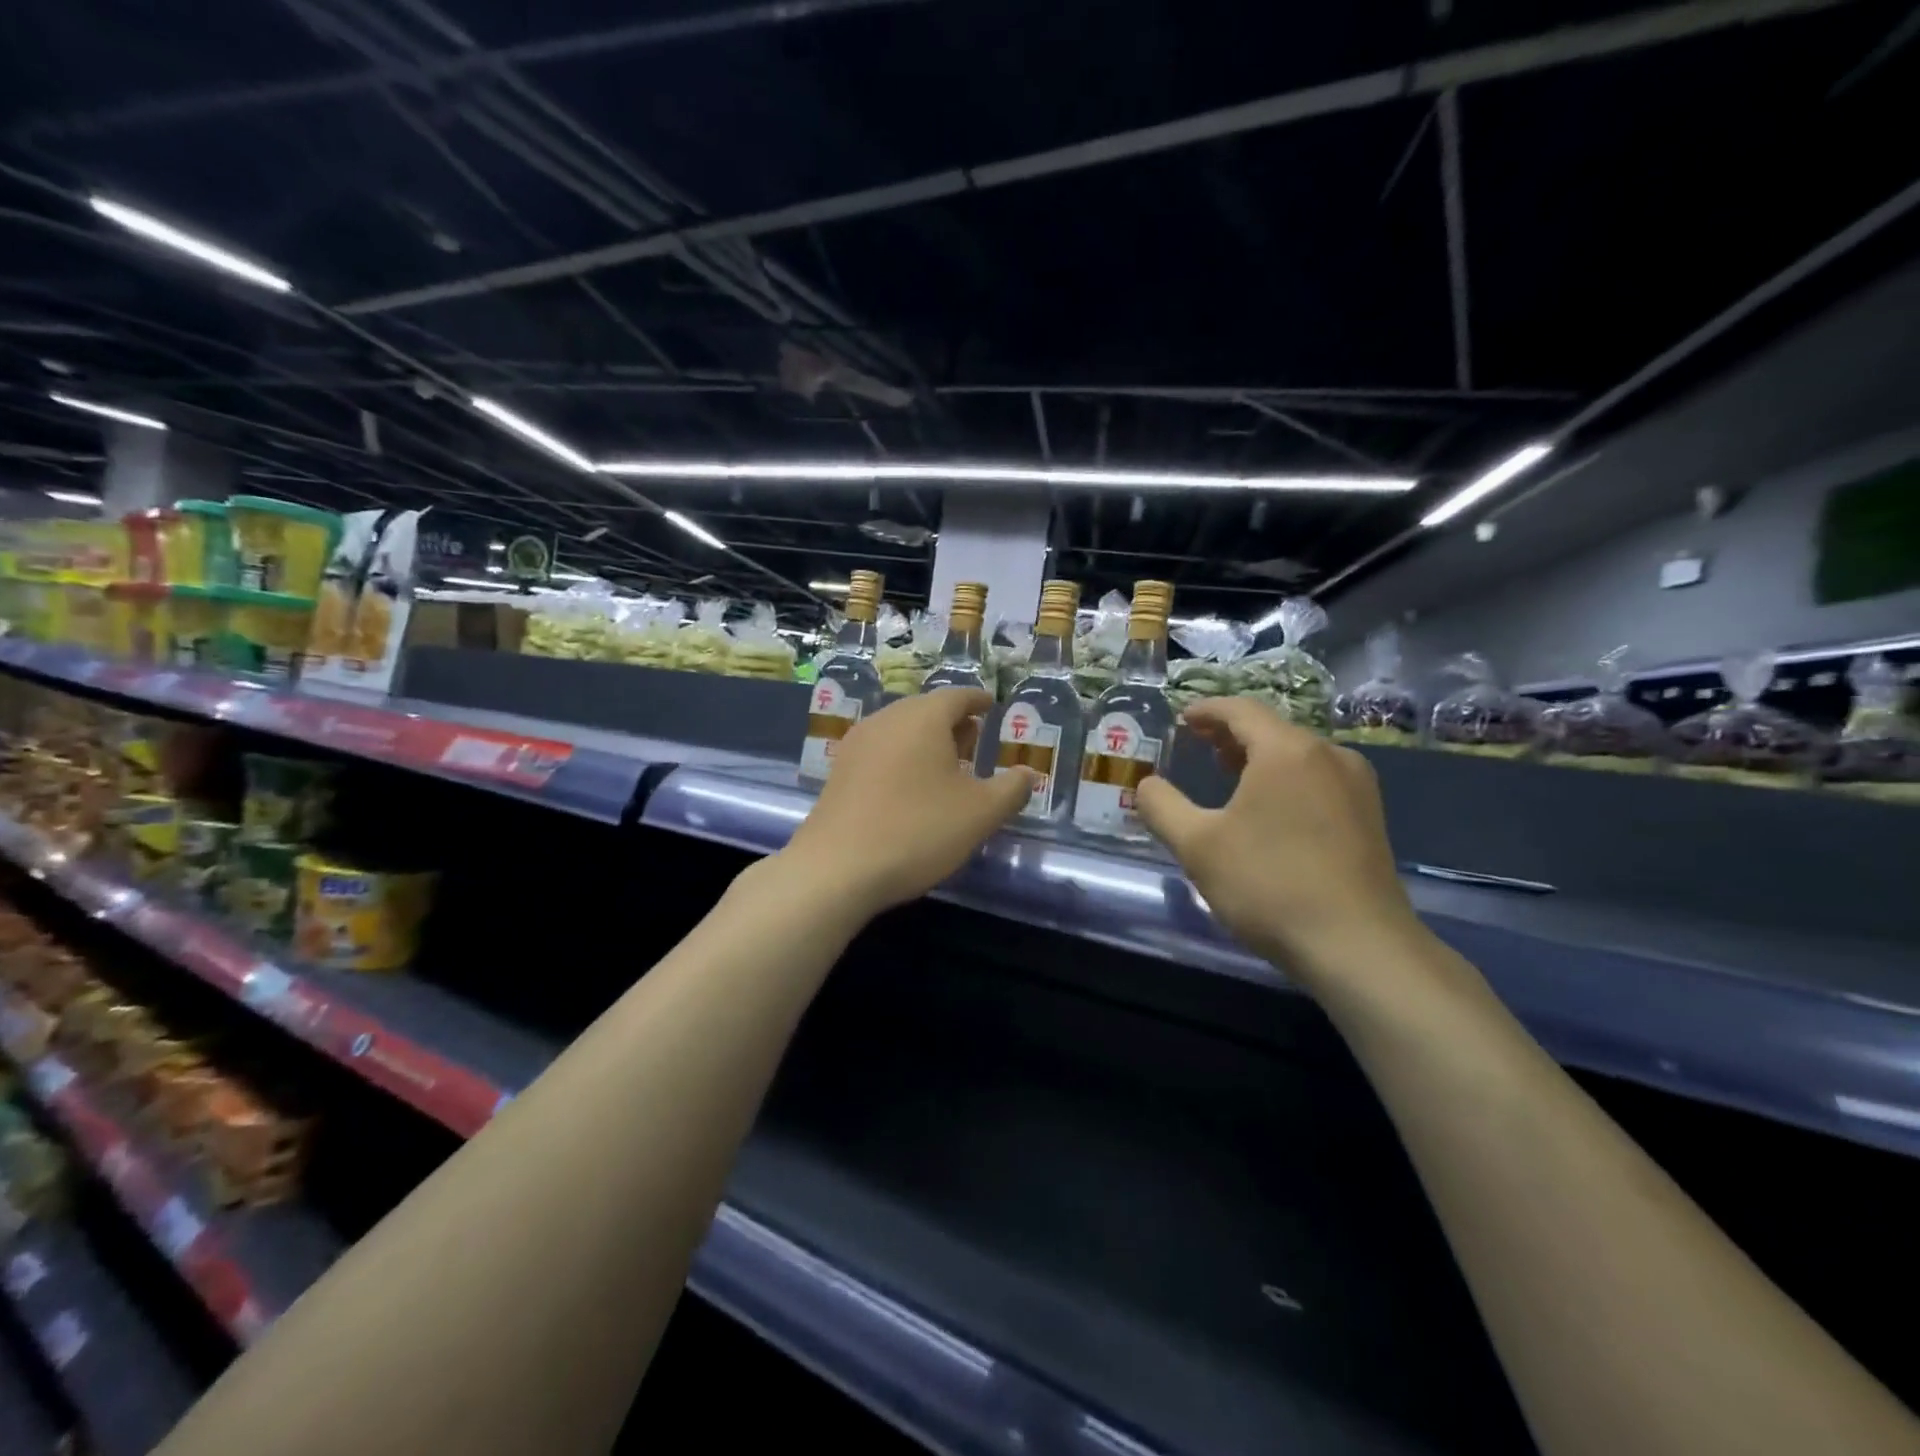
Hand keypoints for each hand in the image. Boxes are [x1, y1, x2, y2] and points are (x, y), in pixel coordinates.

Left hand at [785, 688, 1031, 915]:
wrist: (837, 868)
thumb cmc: (917, 830)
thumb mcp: (980, 813)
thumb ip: (1011, 789)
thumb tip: (1028, 774)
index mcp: (923, 718)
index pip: (957, 695)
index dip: (977, 701)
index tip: (990, 706)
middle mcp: (886, 720)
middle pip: (925, 710)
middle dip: (952, 722)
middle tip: (972, 740)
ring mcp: (857, 744)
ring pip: (900, 730)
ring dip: (926, 741)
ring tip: (945, 767)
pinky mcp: (839, 772)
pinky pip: (880, 751)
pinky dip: (902, 758)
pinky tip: (910, 788)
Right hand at [1135, 698, 1423, 989]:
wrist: (1358, 947)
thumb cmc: (1269, 885)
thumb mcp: (1198, 845)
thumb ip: (1162, 807)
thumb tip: (1146, 785)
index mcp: (1287, 751)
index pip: (1241, 710)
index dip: (1207, 710)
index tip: (1182, 719)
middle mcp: (1329, 756)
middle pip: (1272, 729)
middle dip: (1231, 734)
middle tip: (1198, 745)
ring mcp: (1357, 786)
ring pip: (1298, 755)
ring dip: (1259, 757)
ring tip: (1228, 774)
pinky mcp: (1370, 817)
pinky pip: (1318, 779)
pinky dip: (1285, 779)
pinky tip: (1270, 810)